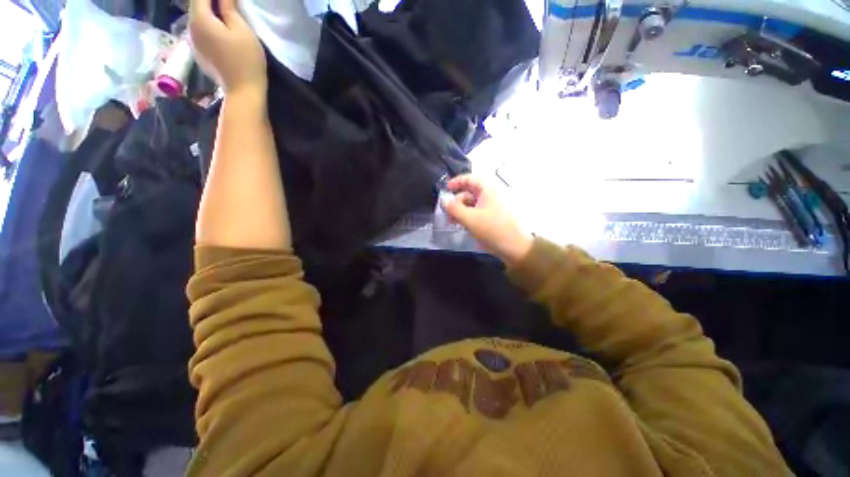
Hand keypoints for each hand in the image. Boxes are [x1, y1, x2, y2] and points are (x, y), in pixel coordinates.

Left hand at [189, 0, 266, 96]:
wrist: (244, 92)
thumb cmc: (246, 60)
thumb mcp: (242, 29)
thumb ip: (229, 8)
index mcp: (200, 19)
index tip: (228, 1)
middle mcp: (191, 29)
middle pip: (196, 6)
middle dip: (209, 3)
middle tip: (227, 6)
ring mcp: (193, 43)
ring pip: (198, 20)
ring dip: (208, 14)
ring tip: (224, 16)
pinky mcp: (199, 55)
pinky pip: (200, 33)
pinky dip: (208, 27)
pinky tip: (220, 32)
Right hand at [442, 175, 532, 264]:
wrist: (516, 247)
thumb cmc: (492, 229)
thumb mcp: (469, 219)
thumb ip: (454, 208)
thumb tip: (444, 201)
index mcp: (489, 189)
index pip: (470, 178)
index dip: (456, 182)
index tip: (445, 190)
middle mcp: (493, 194)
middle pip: (470, 192)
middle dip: (457, 201)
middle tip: (447, 213)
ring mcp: (495, 206)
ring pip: (474, 204)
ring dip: (461, 210)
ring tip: (452, 222)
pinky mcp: (496, 217)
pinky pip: (479, 212)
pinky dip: (469, 216)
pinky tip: (463, 225)